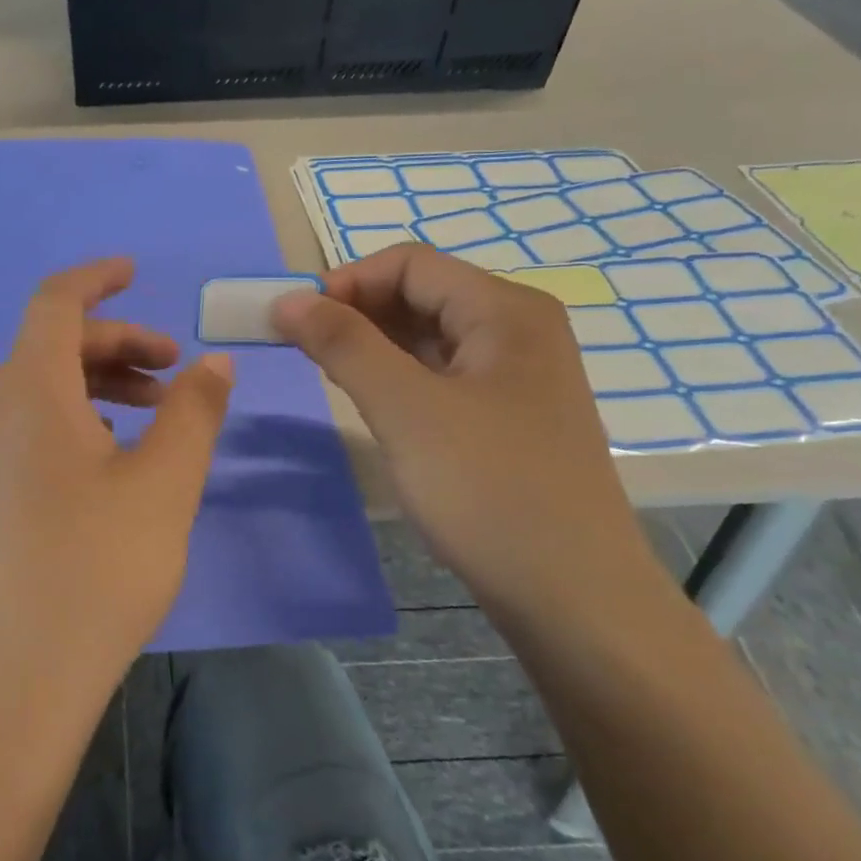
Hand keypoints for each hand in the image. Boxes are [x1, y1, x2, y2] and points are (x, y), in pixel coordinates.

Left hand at [0, 259, 234, 723]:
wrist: (17, 678)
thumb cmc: (96, 569)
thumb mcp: (164, 484)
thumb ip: (193, 412)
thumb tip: (213, 364)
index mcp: (28, 391)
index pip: (54, 303)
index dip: (97, 279)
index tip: (137, 273)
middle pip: (53, 345)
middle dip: (119, 344)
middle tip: (177, 372)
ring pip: (44, 388)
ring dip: (102, 383)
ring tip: (159, 414)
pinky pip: (32, 425)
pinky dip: (79, 418)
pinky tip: (118, 457)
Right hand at [272, 244, 651, 609]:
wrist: (573, 596)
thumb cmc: (488, 489)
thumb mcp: (405, 409)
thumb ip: (343, 345)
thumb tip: (288, 299)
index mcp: (505, 310)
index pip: (409, 264)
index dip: (345, 281)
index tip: (294, 320)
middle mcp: (518, 330)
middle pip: (422, 294)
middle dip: (356, 311)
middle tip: (302, 348)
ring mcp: (517, 376)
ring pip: (430, 337)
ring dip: (374, 344)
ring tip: (328, 373)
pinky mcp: (508, 417)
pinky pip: (443, 375)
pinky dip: (399, 377)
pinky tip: (373, 403)